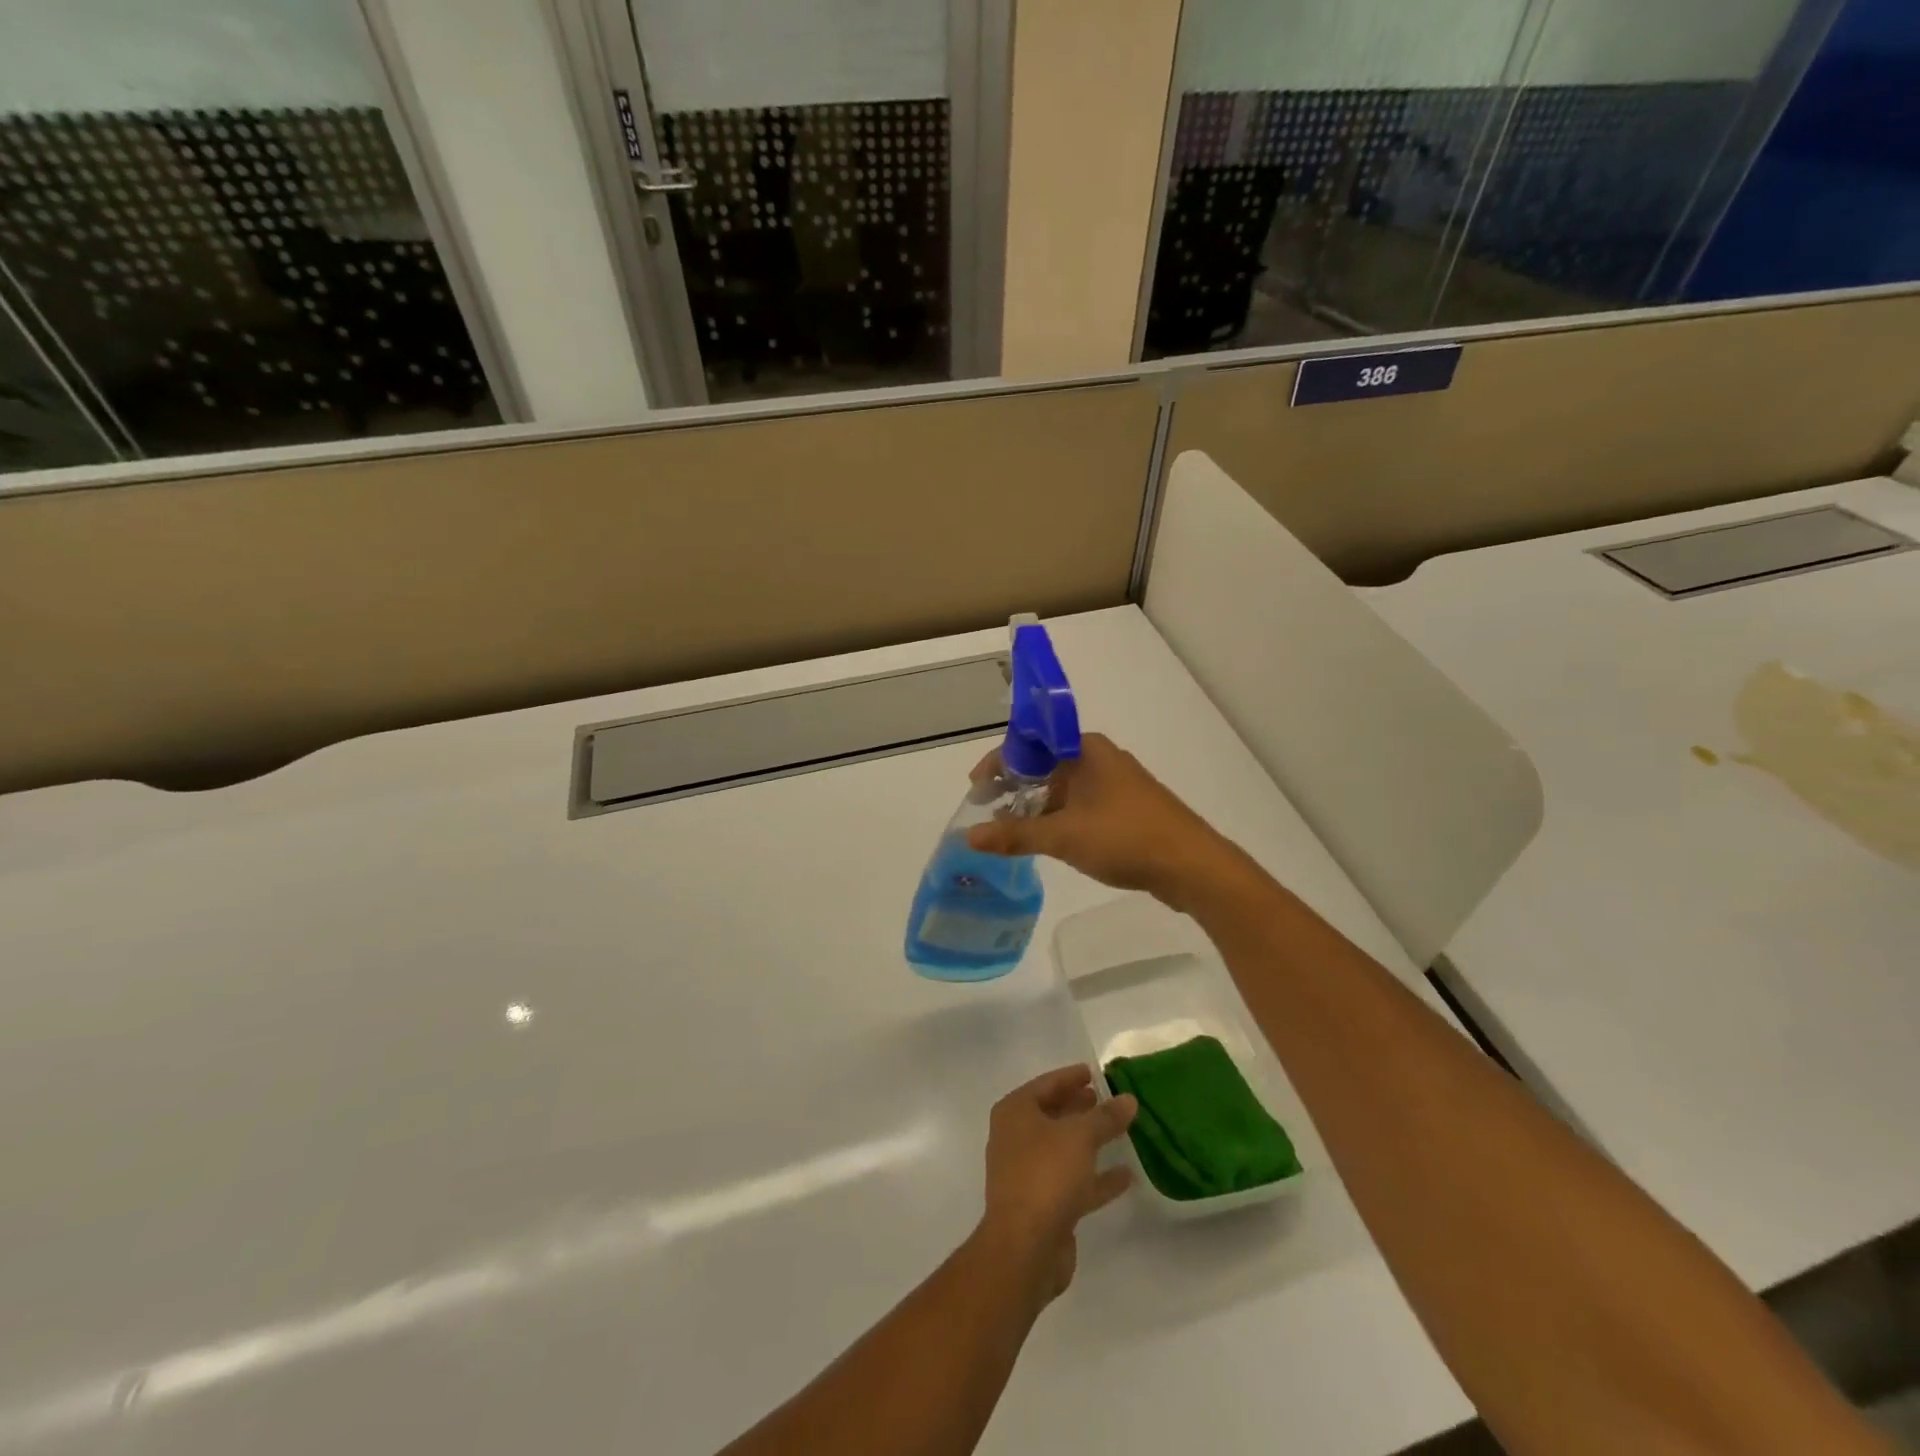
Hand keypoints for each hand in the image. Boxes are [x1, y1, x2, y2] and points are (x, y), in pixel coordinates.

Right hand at [967, 733, 1234, 908]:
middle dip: (1014, 787)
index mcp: (1086, 749)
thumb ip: (1014, 834)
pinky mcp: (1126, 809)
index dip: (999, 764)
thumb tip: (969, 836)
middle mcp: (1100, 759)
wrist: (1192, 865)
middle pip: (1045, 765)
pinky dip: (1058, 818)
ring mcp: (1116, 784)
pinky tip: (1046, 841)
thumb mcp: (1063, 836)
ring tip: (1009, 830)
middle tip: (987, 812)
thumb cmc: (1125, 838)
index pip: (1029, 744)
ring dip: (1036, 806)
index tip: (976, 789)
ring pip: (1064, 788)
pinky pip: (1081, 806)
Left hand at [976, 1065, 1137, 1307]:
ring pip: (1064, 1149)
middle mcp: (1017, 1138)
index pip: (1046, 1084)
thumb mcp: (1080, 1137)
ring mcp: (1028, 1173)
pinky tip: (1126, 1175)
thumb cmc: (1046, 1174)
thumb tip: (1129, 1099)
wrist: (1025, 1247)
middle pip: (1053, 1115)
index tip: (1094, 1072)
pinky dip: (1096, 1177)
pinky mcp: (1043, 1205)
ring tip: (1121, 1130)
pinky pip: (1073, 1182)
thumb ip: (1105, 1117)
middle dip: (1080, 1107)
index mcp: (1015, 1112)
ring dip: (1090, 1141)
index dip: (1071, 1077)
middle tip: (1109, 1099)